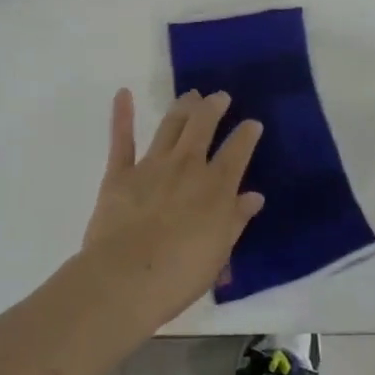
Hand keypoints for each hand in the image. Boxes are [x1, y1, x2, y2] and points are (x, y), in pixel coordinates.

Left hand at [79, 89, 264, 330]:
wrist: (125, 279)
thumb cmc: (179, 275)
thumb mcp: (219, 253)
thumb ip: (236, 220)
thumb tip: (254, 196)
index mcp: (216, 187)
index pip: (237, 151)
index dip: (247, 134)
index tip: (253, 124)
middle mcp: (187, 167)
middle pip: (203, 126)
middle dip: (214, 107)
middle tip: (220, 96)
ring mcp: (152, 166)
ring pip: (171, 126)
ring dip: (183, 107)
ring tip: (191, 95)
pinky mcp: (120, 174)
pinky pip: (122, 140)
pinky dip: (122, 115)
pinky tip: (123, 94)